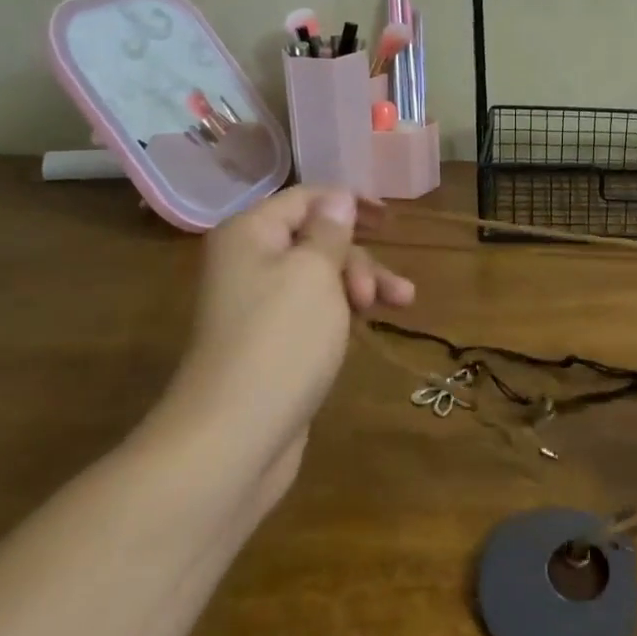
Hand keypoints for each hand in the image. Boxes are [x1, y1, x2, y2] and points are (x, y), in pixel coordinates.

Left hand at [150, 187, 413, 484]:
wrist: (234, 437)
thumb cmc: (280, 340)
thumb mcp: (315, 273)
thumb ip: (330, 231)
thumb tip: (336, 198)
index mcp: (250, 233)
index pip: (305, 199)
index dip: (348, 202)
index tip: (389, 217)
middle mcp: (249, 262)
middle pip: (316, 240)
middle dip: (358, 258)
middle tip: (380, 292)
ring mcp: (259, 305)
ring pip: (321, 277)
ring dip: (362, 284)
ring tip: (402, 303)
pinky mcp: (273, 342)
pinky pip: (316, 310)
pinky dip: (345, 311)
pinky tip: (370, 323)